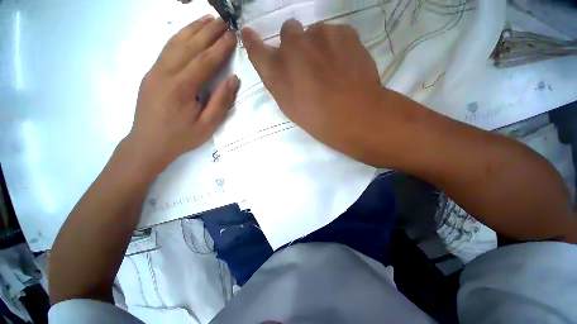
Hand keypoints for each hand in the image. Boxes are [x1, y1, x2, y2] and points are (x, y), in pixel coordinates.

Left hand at [127, 15, 239, 170]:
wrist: (148, 143)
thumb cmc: (181, 137)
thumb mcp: (207, 125)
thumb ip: (221, 102)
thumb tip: (233, 80)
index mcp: (181, 88)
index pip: (204, 60)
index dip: (220, 47)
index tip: (233, 35)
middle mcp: (165, 73)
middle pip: (189, 46)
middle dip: (208, 31)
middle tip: (224, 20)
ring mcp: (155, 71)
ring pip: (175, 43)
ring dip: (193, 29)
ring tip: (208, 18)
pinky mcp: (151, 73)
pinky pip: (167, 49)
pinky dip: (180, 37)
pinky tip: (188, 32)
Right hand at [240, 20, 391, 163]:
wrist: (354, 115)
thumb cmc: (317, 119)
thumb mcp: (290, 106)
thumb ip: (279, 82)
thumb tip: (277, 65)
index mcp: (277, 72)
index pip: (256, 49)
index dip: (253, 42)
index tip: (250, 35)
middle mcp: (292, 47)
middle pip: (288, 31)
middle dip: (294, 44)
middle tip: (308, 64)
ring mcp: (318, 34)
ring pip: (313, 32)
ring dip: (317, 46)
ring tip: (330, 69)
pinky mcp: (343, 31)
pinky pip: (334, 33)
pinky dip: (335, 46)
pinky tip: (343, 64)